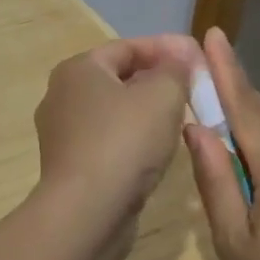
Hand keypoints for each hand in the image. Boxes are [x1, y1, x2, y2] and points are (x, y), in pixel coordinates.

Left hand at [34, 34, 201, 238]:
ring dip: (146, 111)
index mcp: (78, 69)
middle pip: (118, 77)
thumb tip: (182, 54)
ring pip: (114, 111)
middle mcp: (62, 95)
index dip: (166, 49)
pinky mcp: (70, 166)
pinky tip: (156, 151)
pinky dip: (132, 139)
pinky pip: (107, 141)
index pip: (128, 47)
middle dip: (157, 80)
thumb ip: (176, 69)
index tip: (198, 57)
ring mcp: (62, 133)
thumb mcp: (162, 95)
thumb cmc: (124, 142)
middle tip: (192, 89)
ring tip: (181, 118)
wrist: (86, 213)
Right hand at [182, 28, 259, 259]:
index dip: (229, 70)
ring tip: (227, 150)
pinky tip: (257, 175)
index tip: (213, 35)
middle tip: (204, 110)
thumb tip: (196, 128)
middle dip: (240, 99)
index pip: (250, 109)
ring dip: (256, 122)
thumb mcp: (232, 242)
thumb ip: (215, 179)